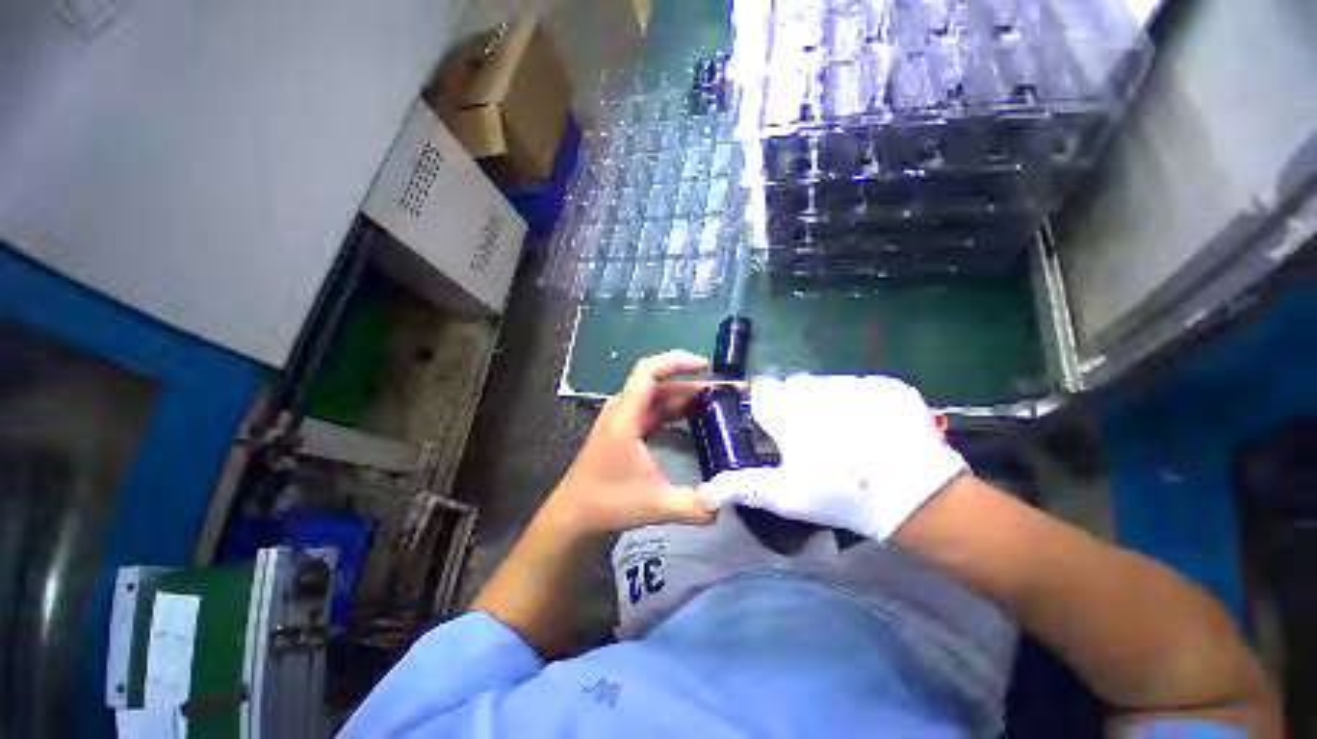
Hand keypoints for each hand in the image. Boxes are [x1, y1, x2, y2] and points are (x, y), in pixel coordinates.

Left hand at [544, 350, 719, 535]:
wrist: (574, 515)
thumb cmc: (607, 503)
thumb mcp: (656, 505)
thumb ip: (695, 505)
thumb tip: (727, 502)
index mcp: (625, 417)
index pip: (649, 371)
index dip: (677, 362)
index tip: (706, 367)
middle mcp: (623, 410)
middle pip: (661, 384)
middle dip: (695, 385)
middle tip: (727, 393)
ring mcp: (623, 419)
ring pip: (659, 397)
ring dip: (687, 397)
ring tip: (718, 404)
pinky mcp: (626, 429)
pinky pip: (654, 411)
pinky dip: (676, 411)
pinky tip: (696, 418)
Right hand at [702, 374, 965, 540]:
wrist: (918, 497)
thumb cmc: (841, 495)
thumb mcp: (787, 497)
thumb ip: (744, 487)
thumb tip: (709, 487)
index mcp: (788, 410)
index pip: (763, 391)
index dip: (768, 408)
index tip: (778, 427)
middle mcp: (817, 388)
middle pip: (794, 385)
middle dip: (797, 404)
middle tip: (814, 437)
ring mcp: (855, 383)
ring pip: (827, 383)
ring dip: (828, 401)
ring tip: (847, 433)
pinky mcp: (888, 384)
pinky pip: (862, 385)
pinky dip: (862, 400)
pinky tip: (874, 426)